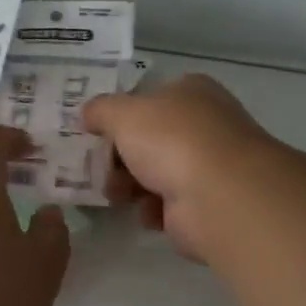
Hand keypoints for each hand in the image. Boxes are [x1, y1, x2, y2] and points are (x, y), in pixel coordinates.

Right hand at [83, 74, 276, 261]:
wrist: (218, 196)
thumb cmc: (171, 141)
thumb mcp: (122, 113)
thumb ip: (100, 110)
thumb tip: (87, 114)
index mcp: (191, 91)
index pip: (149, 99)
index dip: (120, 116)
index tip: (96, 135)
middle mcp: (205, 123)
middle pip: (149, 139)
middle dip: (120, 157)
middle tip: (99, 171)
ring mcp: (209, 164)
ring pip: (156, 172)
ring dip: (131, 185)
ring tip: (118, 196)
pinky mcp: (208, 203)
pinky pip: (169, 204)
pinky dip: (153, 210)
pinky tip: (148, 213)